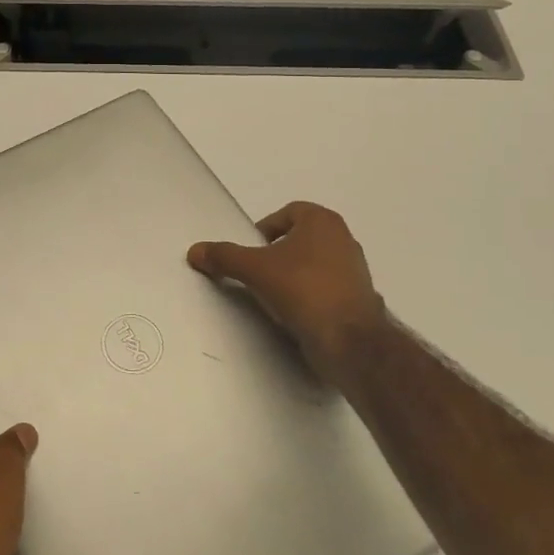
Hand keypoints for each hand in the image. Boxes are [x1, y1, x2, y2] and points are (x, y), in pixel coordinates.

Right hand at [187, 201, 390, 382]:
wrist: (349, 341)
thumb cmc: (303, 289)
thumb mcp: (254, 269)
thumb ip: (224, 257)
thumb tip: (194, 251)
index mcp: (323, 221)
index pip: (288, 213)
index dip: (265, 229)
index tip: (251, 252)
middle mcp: (344, 239)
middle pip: (300, 239)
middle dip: (278, 254)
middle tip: (257, 273)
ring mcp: (356, 271)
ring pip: (314, 265)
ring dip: (293, 276)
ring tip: (273, 296)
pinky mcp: (359, 300)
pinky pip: (326, 290)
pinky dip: (310, 297)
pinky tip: (295, 314)